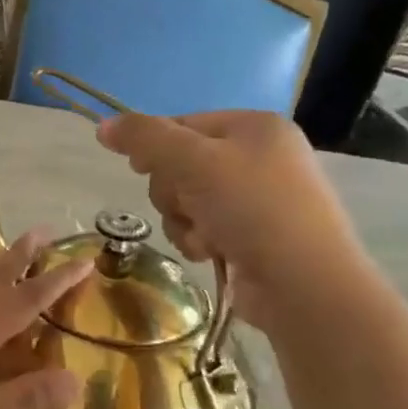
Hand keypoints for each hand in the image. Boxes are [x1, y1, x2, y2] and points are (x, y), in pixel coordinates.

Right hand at [95, 110, 370, 325]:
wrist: (304, 284)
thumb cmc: (252, 208)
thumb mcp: (193, 162)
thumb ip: (145, 138)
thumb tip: (103, 126)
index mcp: (255, 126)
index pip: (182, 124)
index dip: (155, 147)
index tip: (140, 168)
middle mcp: (259, 157)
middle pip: (180, 164)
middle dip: (174, 192)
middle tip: (189, 206)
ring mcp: (258, 199)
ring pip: (186, 200)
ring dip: (183, 221)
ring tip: (205, 237)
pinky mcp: (252, 236)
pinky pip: (203, 228)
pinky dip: (199, 240)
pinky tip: (213, 253)